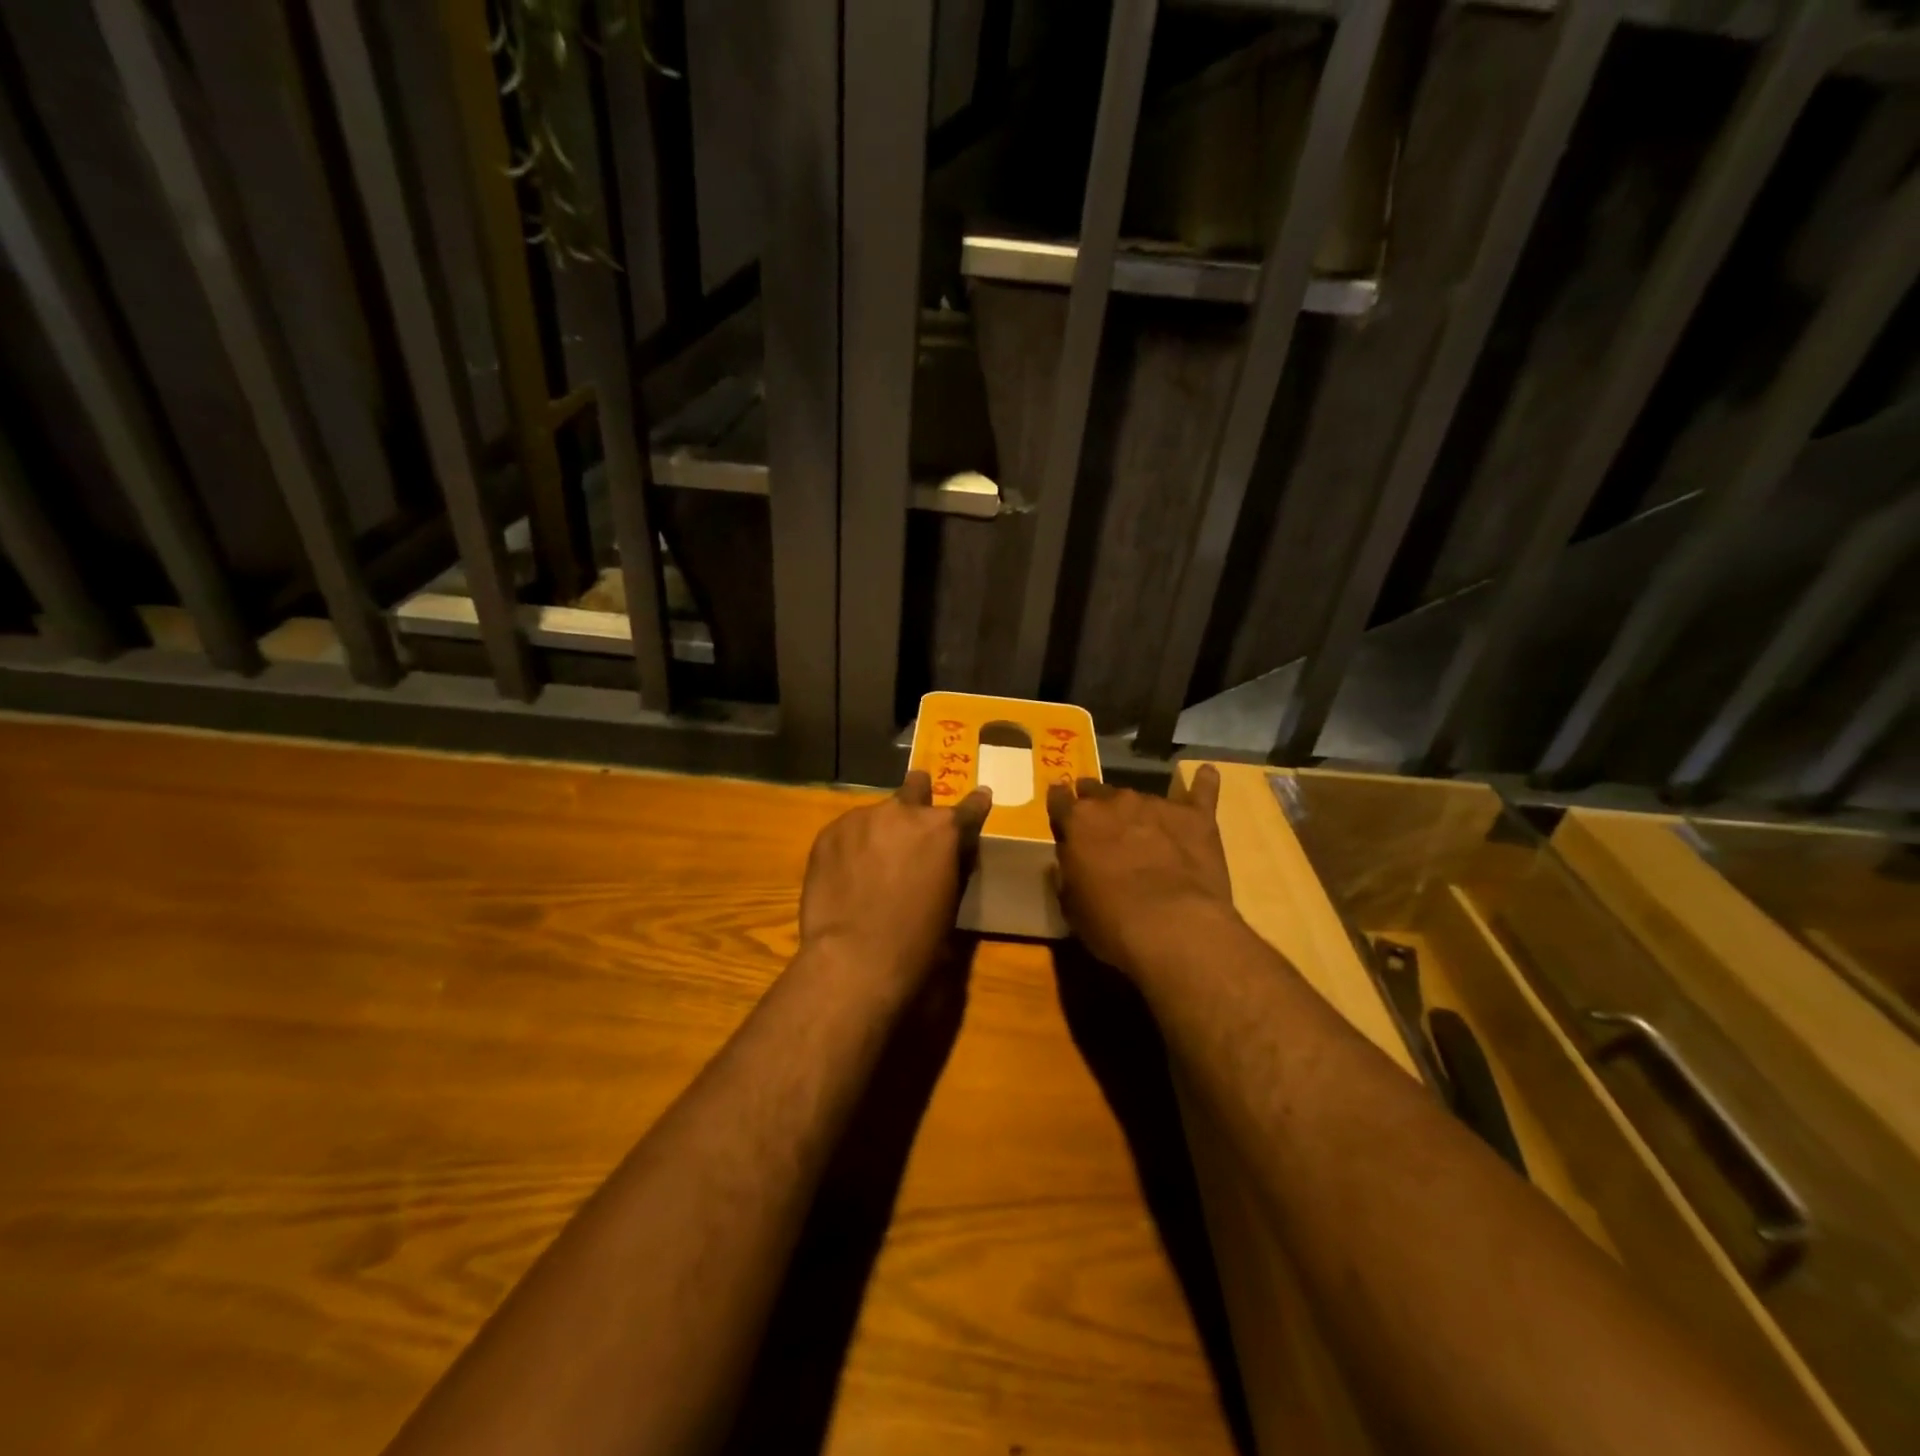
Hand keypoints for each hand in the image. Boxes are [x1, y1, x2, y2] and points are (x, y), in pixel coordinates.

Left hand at [798, 771, 992, 987]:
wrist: (853, 958)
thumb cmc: (916, 941)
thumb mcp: (950, 901)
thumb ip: (950, 864)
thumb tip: (948, 853)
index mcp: (943, 829)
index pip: (970, 807)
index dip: (976, 804)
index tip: (979, 797)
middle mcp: (904, 812)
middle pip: (916, 787)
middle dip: (919, 796)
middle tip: (914, 813)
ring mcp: (862, 818)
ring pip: (877, 814)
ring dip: (880, 830)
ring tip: (869, 863)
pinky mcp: (829, 832)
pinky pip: (847, 831)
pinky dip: (851, 846)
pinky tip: (846, 873)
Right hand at [1048, 765, 1237, 973]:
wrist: (1173, 926)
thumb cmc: (1111, 922)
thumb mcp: (1071, 903)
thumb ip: (1069, 870)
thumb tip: (1073, 856)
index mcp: (1078, 821)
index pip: (1059, 799)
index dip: (1060, 805)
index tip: (1061, 812)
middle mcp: (1115, 802)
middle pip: (1098, 791)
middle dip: (1096, 804)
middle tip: (1102, 826)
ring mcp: (1157, 805)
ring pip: (1140, 797)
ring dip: (1138, 811)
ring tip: (1145, 832)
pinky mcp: (1196, 817)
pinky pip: (1201, 791)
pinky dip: (1203, 784)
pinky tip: (1207, 774)